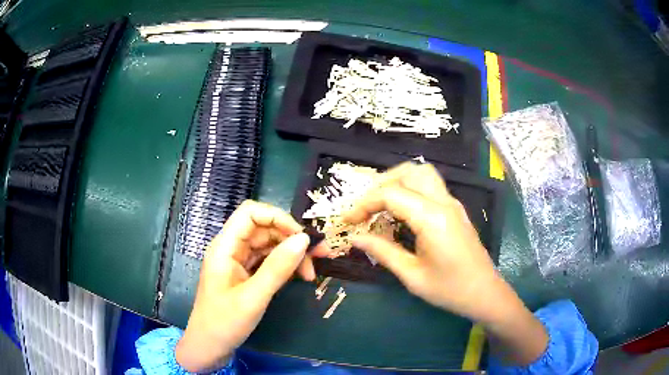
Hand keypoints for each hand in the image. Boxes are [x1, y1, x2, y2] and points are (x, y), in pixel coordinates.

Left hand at [175, 200, 313, 371]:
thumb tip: (304, 239)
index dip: (278, 218)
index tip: (302, 238)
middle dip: (291, 238)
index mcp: (225, 247)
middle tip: (320, 255)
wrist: (209, 348)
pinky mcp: (244, 275)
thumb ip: (278, 268)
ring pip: (268, 245)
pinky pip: (267, 261)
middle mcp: (231, 249)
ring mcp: (238, 262)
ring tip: (311, 273)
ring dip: (291, 254)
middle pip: (264, 229)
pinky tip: (298, 276)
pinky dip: (284, 266)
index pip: (251, 213)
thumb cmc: (224, 323)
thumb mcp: (253, 297)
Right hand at [341, 163, 499, 320]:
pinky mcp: (454, 209)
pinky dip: (409, 188)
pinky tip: (399, 210)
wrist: (485, 293)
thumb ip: (382, 252)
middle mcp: (444, 202)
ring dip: (396, 181)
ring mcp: (452, 203)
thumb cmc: (450, 290)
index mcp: (433, 219)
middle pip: (409, 172)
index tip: (348, 221)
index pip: (391, 194)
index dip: (364, 204)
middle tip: (364, 207)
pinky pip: (429, 186)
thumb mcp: (412, 276)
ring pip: (421, 173)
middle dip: (380, 184)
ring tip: (379, 203)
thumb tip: (355, 237)